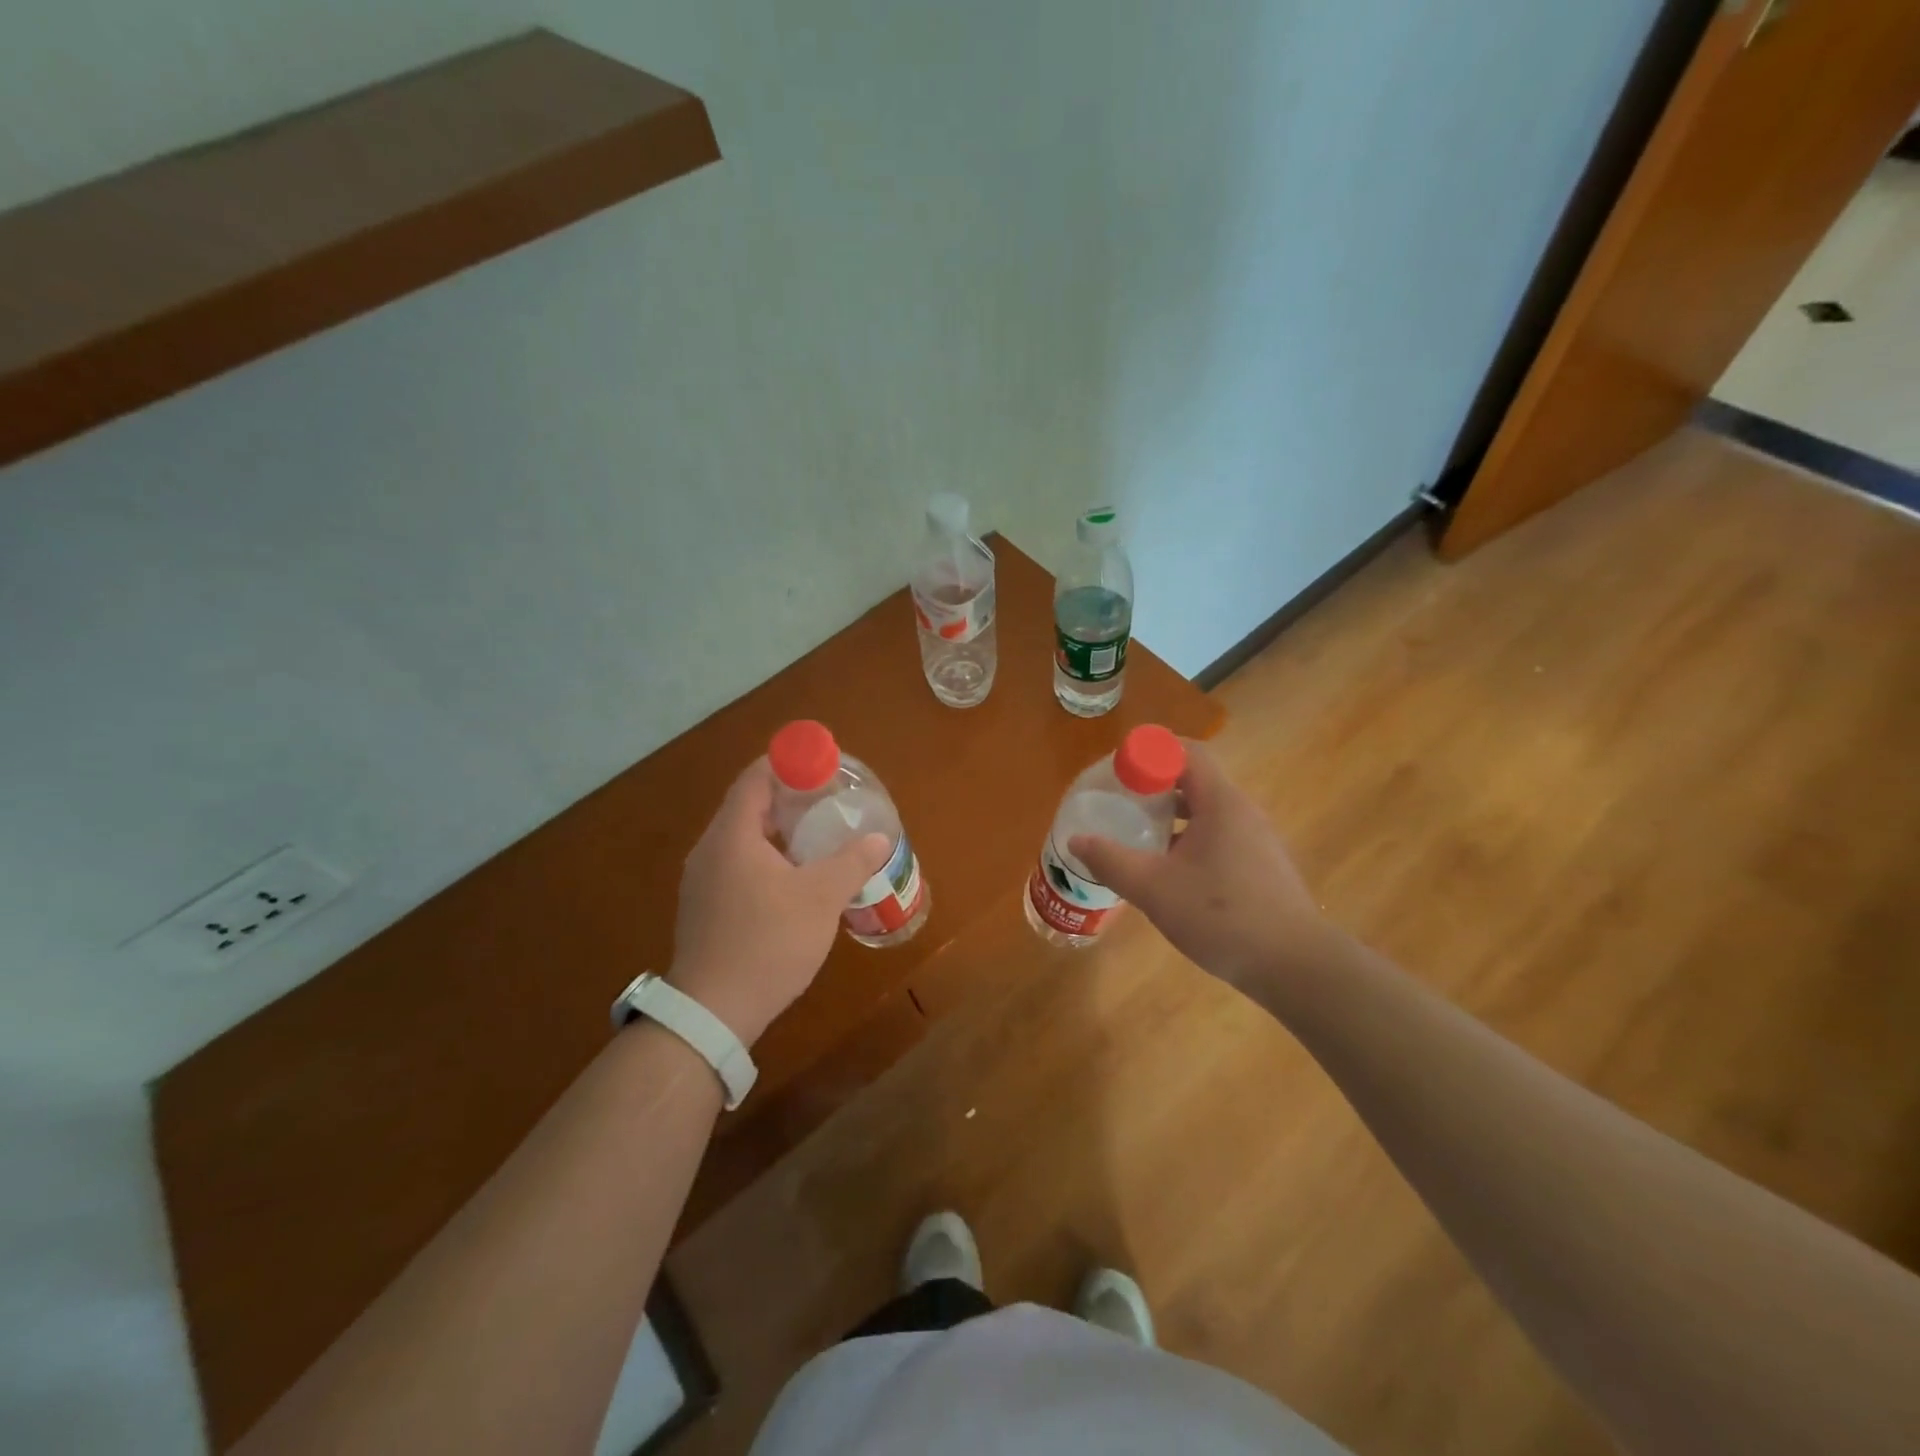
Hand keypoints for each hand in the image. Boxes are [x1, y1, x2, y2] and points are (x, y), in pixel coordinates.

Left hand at [668, 760, 890, 1046]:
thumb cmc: (768, 943)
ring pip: (743, 839)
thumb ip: (852, 862)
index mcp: (732, 836)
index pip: (755, 778)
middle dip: (788, 798)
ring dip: (778, 831)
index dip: (787, 764)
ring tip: (818, 837)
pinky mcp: (705, 908)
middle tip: (828, 801)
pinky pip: (737, 865)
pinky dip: (766, 858)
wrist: (713, 1012)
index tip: (820, 767)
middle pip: (748, 806)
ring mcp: (702, 881)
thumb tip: (878, 839)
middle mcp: (710, 850)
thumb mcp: (821, 898)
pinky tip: (794, 879)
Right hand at [1069, 742, 1326, 986]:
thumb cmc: (1221, 917)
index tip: (1116, 773)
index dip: (1148, 753)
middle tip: (1118, 805)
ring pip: (1205, 812)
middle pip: (1193, 780)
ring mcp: (1256, 839)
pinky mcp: (1261, 865)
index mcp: (1220, 802)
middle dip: (1153, 787)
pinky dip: (1188, 840)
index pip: (1185, 752)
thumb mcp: (1154, 889)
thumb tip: (1076, 841)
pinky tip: (1169, 873)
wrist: (1295, 966)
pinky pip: (1218, 836)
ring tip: (1137, 838)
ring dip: (1170, 817)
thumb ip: (1111, 861)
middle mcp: (1242, 811)